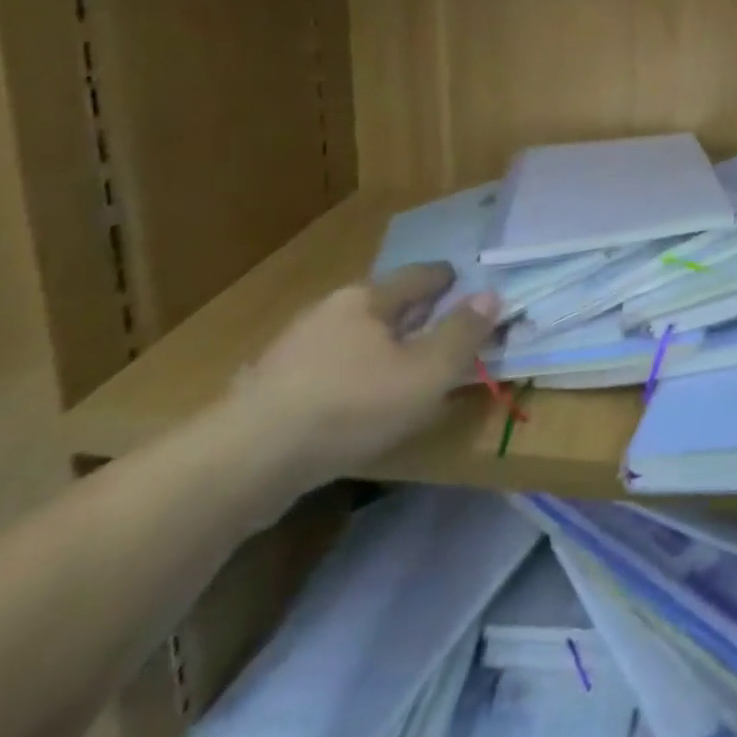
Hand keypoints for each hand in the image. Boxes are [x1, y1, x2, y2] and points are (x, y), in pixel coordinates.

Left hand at [228, 263, 500, 490]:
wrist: (244, 460)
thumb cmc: (351, 405)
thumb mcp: (426, 373)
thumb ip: (462, 334)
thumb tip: (492, 295)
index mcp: (368, 299)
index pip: (417, 276)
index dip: (445, 279)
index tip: (461, 282)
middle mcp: (329, 311)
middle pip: (382, 304)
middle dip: (411, 313)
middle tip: (437, 326)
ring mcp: (293, 348)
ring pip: (351, 337)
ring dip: (378, 346)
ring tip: (399, 367)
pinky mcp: (269, 387)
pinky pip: (326, 368)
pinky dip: (349, 375)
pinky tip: (354, 400)